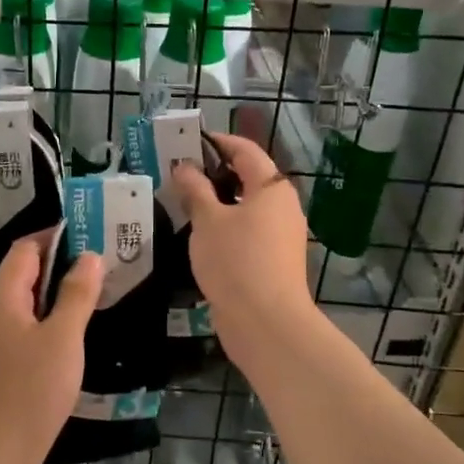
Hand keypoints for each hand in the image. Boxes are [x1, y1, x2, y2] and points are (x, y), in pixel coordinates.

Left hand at [0, 236, 102, 463]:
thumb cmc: (30, 392)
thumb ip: (76, 295)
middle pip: (23, 273)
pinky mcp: (1, 366)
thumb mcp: (63, 339)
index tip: (90, 233)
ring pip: (26, 303)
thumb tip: (88, 256)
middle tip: (101, 262)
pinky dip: (50, 319)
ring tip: (94, 291)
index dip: (54, 236)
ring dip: (57, 292)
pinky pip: (26, 327)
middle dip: (60, 262)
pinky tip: (74, 333)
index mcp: (3, 299)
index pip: (25, 249)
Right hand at [169, 133, 315, 354]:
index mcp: (272, 187)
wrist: (265, 322)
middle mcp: (283, 206)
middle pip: (249, 178)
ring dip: (218, 203)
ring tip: (183, 203)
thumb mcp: (208, 221)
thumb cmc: (236, 261)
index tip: (190, 141)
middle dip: (215, 173)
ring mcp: (281, 236)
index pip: (246, 150)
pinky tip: (200, 236)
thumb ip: (195, 190)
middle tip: (179, 173)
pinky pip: (248, 232)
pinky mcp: (274, 261)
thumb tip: (184, 167)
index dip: (218, 142)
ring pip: (247, 208)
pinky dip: (226, 227)